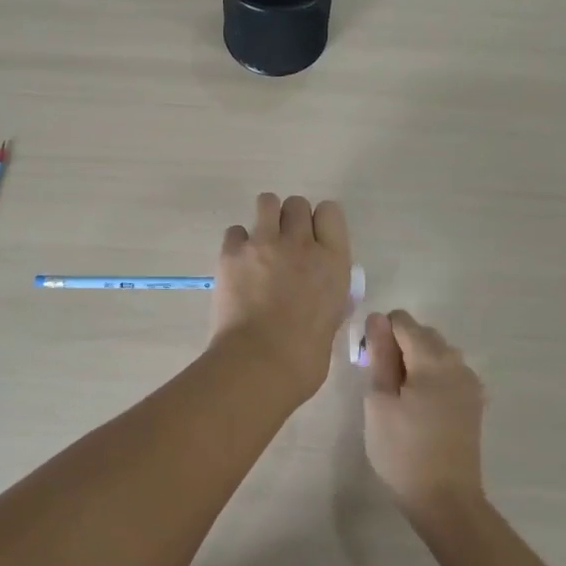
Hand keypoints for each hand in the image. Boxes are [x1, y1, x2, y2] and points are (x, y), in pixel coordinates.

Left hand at [210, 193, 351, 400]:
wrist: (259, 364)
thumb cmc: (304, 356)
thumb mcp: (331, 319)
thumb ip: (326, 294)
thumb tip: (318, 291)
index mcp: (333, 261)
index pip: (331, 212)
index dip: (320, 222)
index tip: (314, 239)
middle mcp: (301, 243)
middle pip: (297, 204)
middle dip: (291, 219)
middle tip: (285, 245)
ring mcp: (265, 243)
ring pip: (267, 202)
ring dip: (266, 218)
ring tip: (260, 244)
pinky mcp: (232, 252)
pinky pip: (235, 230)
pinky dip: (238, 243)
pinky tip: (238, 264)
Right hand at [362, 310, 486, 521]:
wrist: (446, 501)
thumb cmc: (403, 451)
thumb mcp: (380, 401)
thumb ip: (379, 355)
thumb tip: (377, 318)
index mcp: (433, 359)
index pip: (402, 321)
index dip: (380, 334)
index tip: (370, 365)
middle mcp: (457, 362)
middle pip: (423, 334)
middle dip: (399, 346)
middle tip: (382, 385)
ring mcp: (470, 383)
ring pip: (437, 353)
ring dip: (416, 362)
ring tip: (400, 398)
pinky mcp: (474, 402)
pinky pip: (449, 373)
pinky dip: (431, 378)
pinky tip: (420, 408)